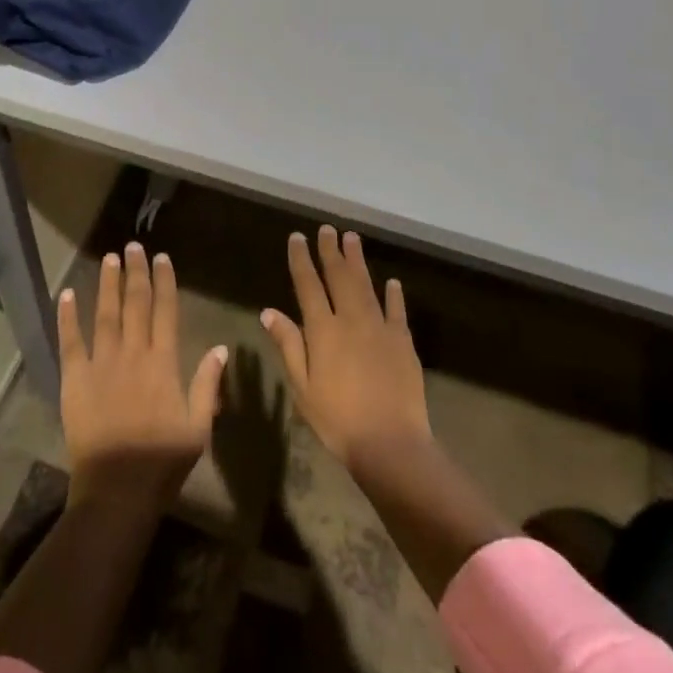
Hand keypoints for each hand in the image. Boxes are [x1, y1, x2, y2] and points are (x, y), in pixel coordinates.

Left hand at [58, 242, 228, 512]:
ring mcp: (101, 364)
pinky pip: (70, 342)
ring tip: (109, 258)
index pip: (165, 311)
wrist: (117, 492)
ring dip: (107, 284)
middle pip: (135, 304)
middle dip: (135, 272)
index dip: (164, 282)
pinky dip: (67, 317)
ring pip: (105, 314)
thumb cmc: (162, 463)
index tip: (162, 258)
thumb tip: (221, 347)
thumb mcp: (198, 428)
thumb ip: (207, 384)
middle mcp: (132, 354)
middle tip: (133, 245)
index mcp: (163, 363)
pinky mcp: (75, 380)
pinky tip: (67, 294)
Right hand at [261, 227, 432, 476]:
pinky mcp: (403, 341)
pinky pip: (397, 310)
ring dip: (358, 261)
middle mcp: (351, 319)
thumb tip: (269, 311)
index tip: (297, 237)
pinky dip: (394, 294)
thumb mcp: (302, 387)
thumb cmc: (337, 420)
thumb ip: (288, 345)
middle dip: (331, 251)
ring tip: (352, 238)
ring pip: (366, 285)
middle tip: (328, 229)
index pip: (308, 285)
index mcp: (323, 330)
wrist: (390, 443)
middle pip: (339, 277)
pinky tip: (391, 282)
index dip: (301, 259)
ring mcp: (380, 327)